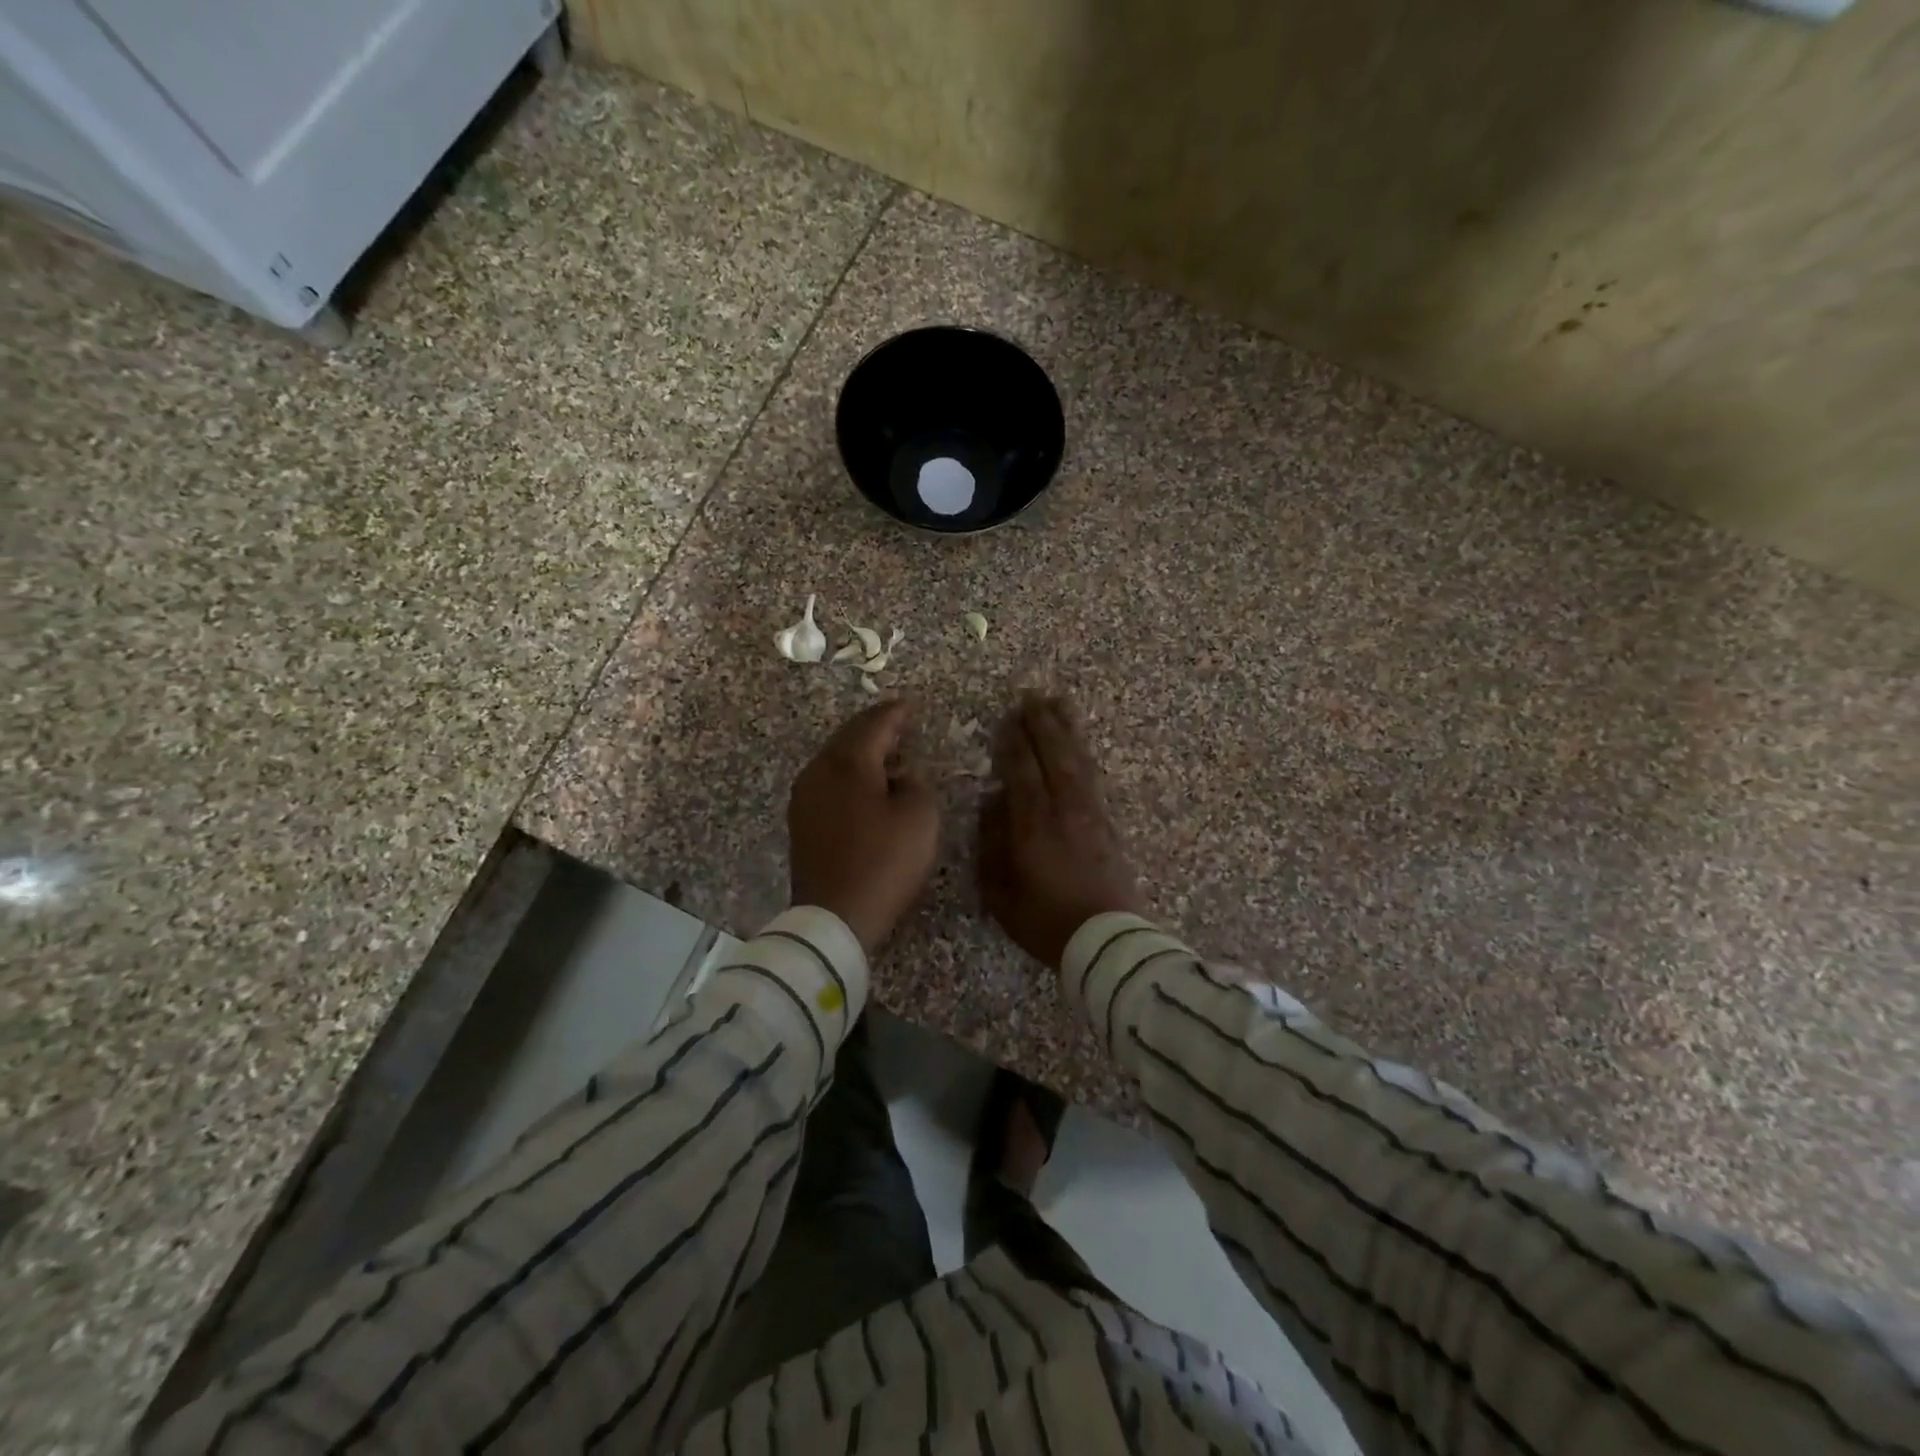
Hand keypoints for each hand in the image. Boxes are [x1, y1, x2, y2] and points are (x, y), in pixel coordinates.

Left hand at [789, 699, 940, 953]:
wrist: (834, 915)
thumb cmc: (884, 862)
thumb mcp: (919, 817)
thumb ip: (915, 783)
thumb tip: (900, 774)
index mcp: (848, 762)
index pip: (874, 724)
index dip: (895, 714)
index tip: (909, 706)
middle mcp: (819, 770)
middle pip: (849, 738)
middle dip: (874, 729)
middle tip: (897, 725)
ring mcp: (805, 797)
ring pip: (835, 760)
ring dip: (860, 754)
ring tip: (885, 756)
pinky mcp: (801, 822)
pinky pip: (828, 783)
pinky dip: (848, 776)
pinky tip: (864, 788)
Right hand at [978, 695, 1142, 970]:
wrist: (1107, 941)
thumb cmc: (1045, 921)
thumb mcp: (1001, 892)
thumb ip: (992, 844)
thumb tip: (992, 803)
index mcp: (1033, 824)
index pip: (1022, 770)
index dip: (1013, 742)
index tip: (1007, 718)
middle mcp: (1064, 809)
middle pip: (1053, 755)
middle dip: (1042, 724)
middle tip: (1032, 696)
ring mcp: (1091, 814)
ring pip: (1077, 760)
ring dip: (1066, 730)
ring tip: (1059, 704)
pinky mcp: (1109, 824)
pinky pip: (1093, 777)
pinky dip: (1083, 754)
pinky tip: (1079, 746)